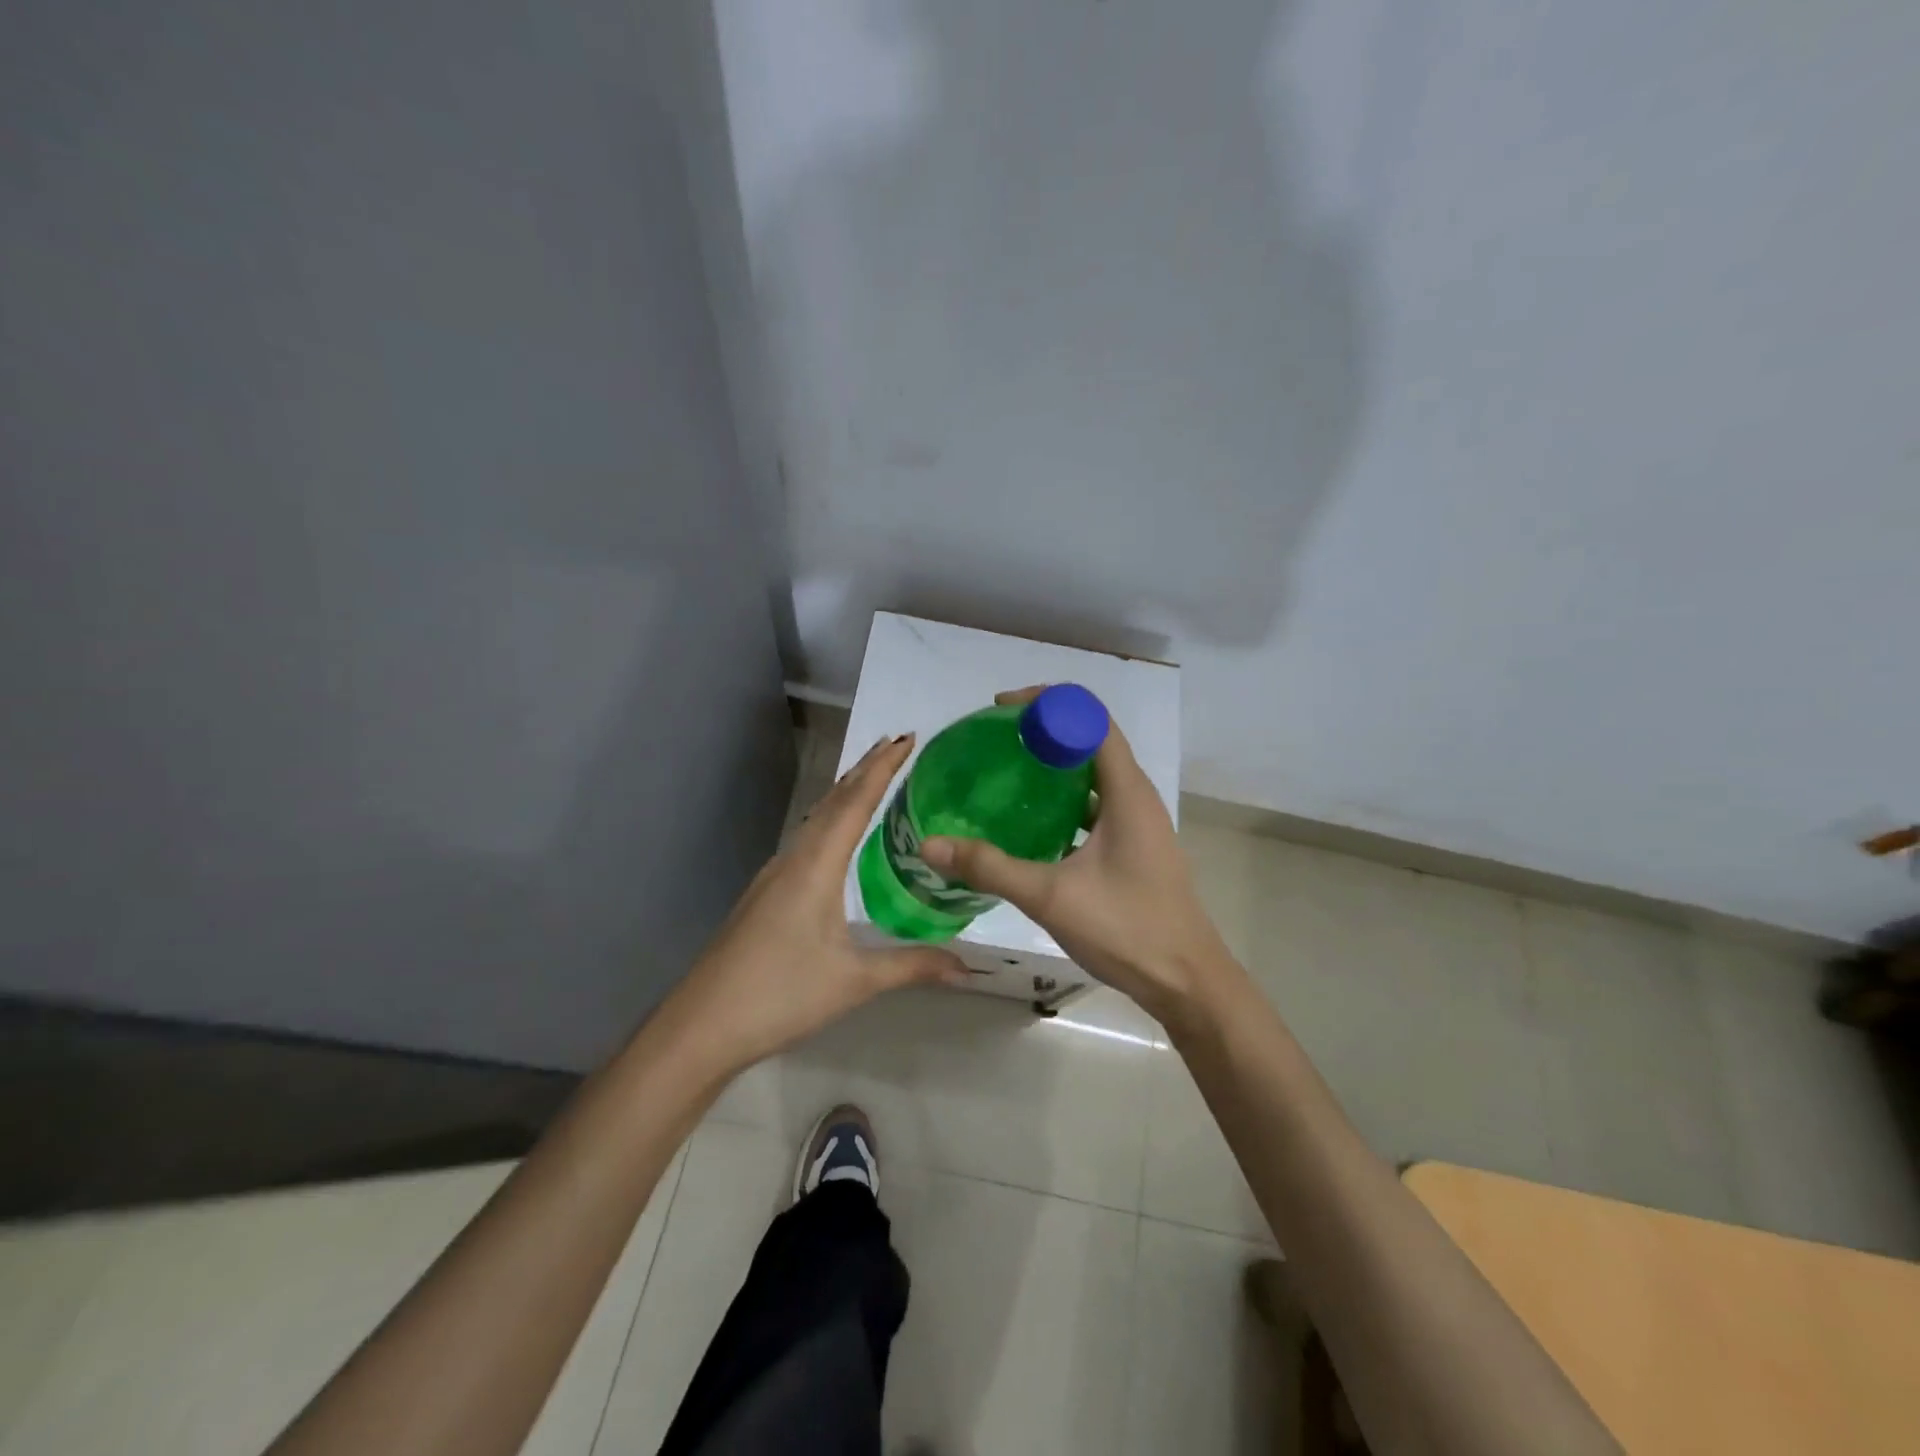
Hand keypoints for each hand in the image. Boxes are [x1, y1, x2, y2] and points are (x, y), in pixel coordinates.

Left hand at [659, 734, 967, 1077]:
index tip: (907, 738)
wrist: (702, 1025)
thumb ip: (913, 966)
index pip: (855, 803)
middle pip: (833, 801)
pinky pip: (806, 839)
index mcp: (816, 866)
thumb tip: (968, 966)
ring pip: (816, 819)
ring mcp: (774, 875)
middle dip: (865, 770)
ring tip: (872, 777)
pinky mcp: (765, 894)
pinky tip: (837, 836)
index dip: (883, 768)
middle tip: (897, 745)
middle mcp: (794, 858)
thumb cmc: (780, 995)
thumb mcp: (854, 981)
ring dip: (845, 793)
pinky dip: (829, 820)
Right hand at [920, 688, 1236, 1025]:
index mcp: (1127, 791)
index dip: (1048, 702)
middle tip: (994, 741)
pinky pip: (1094, 805)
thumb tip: (931, 844)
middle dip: (1043, 730)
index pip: (1090, 717)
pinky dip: (1062, 801)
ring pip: (1092, 775)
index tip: (1002, 711)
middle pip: (1090, 739)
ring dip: (1053, 766)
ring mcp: (1138, 823)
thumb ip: (990, 867)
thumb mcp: (1052, 896)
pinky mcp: (1133, 847)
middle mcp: (1136, 796)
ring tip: (1004, 773)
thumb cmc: (1127, 929)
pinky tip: (1028, 823)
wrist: (1187, 983)